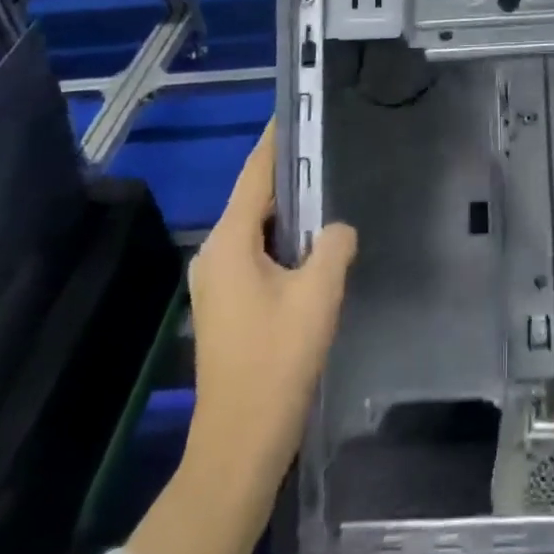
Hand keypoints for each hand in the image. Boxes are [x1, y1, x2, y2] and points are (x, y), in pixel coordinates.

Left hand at [182, 124, 357, 490]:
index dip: (277, 140)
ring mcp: (217, 281)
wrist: (239, 444)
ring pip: (256, 226)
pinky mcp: (226, 303)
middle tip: (328, 146)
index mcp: (230, 242)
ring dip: (289, 209)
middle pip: (254, 197)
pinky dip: (282, 237)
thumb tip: (338, 229)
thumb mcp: (318, 294)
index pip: (255, 173)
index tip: (298, 110)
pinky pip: (256, 251)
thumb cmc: (277, 360)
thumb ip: (334, 245)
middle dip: (289, 172)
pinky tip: (313, 241)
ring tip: (328, 186)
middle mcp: (215, 254)